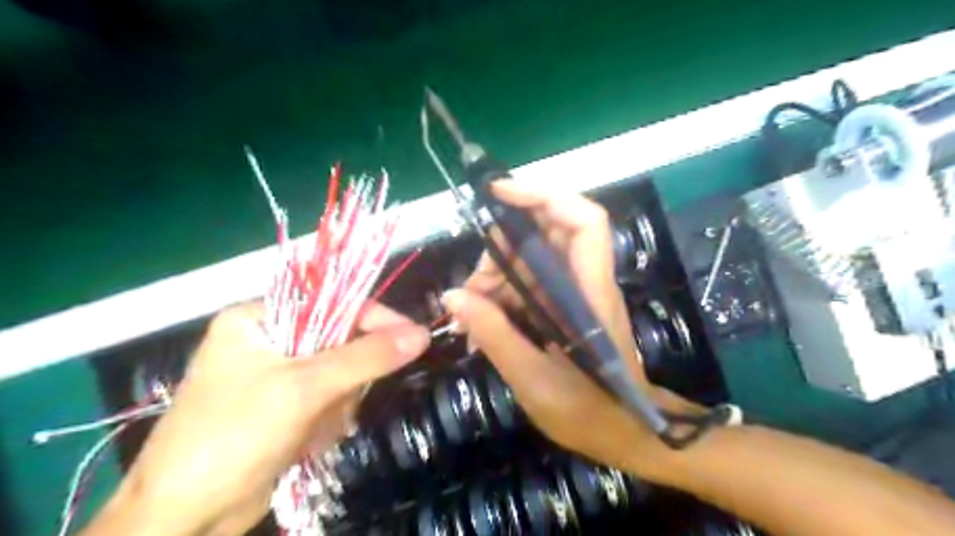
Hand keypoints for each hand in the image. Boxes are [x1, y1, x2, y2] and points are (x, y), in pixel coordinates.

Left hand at [87, 302, 428, 535]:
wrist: (184, 519)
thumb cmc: (234, 436)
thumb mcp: (305, 388)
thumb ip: (366, 357)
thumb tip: (421, 334)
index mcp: (258, 318)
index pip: (333, 304)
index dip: (376, 319)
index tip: (413, 337)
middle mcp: (268, 340)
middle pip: (339, 342)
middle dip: (344, 379)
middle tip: (335, 403)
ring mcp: (276, 376)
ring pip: (339, 375)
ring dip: (336, 405)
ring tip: (313, 429)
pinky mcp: (284, 407)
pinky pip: (329, 400)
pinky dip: (327, 421)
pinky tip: (308, 442)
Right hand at [441, 179, 699, 475]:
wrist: (624, 433)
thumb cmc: (589, 411)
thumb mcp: (534, 380)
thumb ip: (495, 335)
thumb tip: (452, 297)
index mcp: (589, 292)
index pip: (583, 221)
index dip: (544, 196)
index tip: (499, 193)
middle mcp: (584, 282)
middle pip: (547, 234)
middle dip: (503, 247)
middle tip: (472, 285)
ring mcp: (573, 293)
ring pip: (530, 259)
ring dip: (495, 276)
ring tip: (470, 313)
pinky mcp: (562, 307)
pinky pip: (527, 284)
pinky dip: (501, 295)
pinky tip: (480, 321)